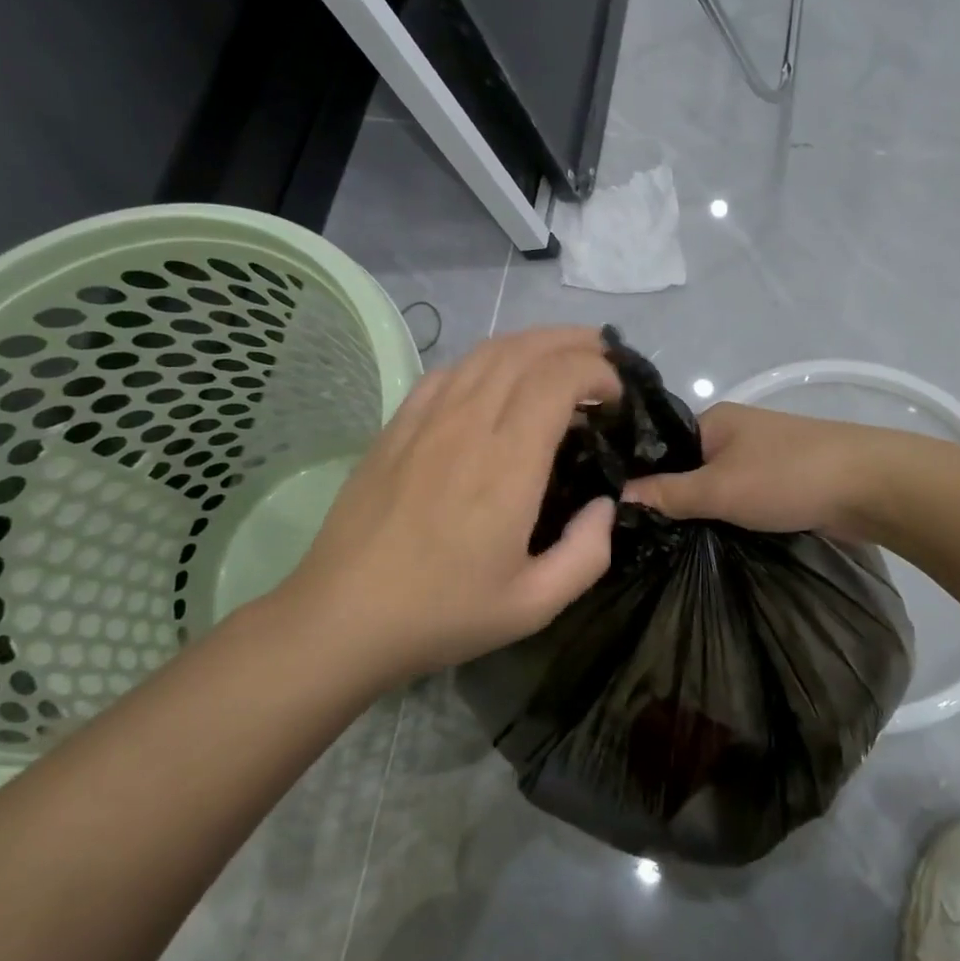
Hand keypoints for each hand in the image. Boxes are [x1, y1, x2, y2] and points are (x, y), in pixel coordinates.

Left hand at [272, 328, 622, 681]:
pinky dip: (485, 360)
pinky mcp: (397, 426)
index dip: (597, 372)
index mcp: (508, 464)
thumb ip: (587, 553)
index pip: (558, 380)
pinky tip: (496, 378)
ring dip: (532, 343)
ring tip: (561, 356)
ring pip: (486, 352)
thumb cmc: (442, 613)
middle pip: (525, 351)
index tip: (616, 397)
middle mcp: (468, 425)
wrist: (343, 617)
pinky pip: (447, 371)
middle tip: (603, 359)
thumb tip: (605, 504)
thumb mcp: (534, 605)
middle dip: (573, 343)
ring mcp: (426, 420)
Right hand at [621, 402, 901, 536]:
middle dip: (670, 497)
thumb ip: (668, 493)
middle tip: (640, 534)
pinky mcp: (783, 479)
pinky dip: (728, 514)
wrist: (870, 485)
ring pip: (716, 484)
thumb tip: (619, 495)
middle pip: (687, 466)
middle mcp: (734, 431)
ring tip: (669, 541)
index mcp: (713, 420)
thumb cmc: (787, 477)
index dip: (637, 473)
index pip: (659, 444)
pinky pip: (741, 496)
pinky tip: (711, 538)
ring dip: (702, 509)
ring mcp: (761, 455)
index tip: (613, 509)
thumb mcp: (718, 488)